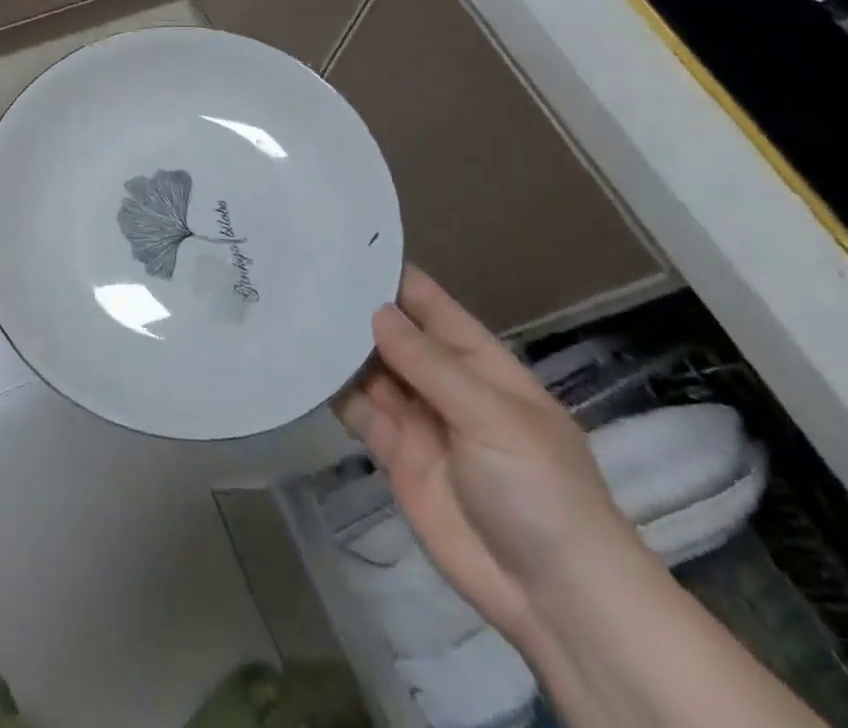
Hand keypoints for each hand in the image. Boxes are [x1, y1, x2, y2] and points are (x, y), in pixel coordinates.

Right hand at [334, 269, 642, 652]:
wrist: (556, 601)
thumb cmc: (540, 490)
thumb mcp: (492, 417)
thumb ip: (430, 365)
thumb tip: (375, 311)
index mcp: (480, 363)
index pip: (431, 305)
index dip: (393, 275)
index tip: (344, 246)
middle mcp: (444, 383)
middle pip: (394, 335)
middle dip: (356, 309)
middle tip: (302, 276)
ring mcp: (419, 419)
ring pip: (371, 370)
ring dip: (339, 347)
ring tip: (291, 311)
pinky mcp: (396, 455)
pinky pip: (360, 412)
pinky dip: (333, 391)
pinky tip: (300, 366)